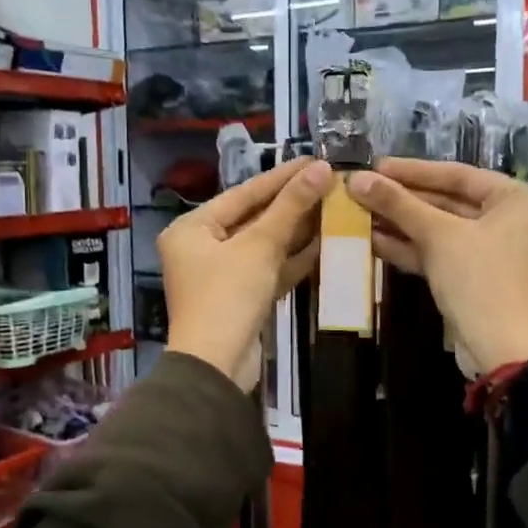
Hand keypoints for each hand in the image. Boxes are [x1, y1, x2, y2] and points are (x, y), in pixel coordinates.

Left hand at [161, 158, 331, 387]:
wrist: (217, 367)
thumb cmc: (228, 296)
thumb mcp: (259, 246)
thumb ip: (291, 207)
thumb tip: (322, 169)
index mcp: (193, 228)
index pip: (244, 193)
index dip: (282, 177)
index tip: (316, 160)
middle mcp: (202, 247)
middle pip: (254, 218)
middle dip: (293, 204)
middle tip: (330, 182)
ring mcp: (222, 275)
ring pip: (264, 245)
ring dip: (297, 230)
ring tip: (334, 207)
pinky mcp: (241, 298)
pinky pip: (269, 269)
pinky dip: (293, 259)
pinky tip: (325, 243)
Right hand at [348, 159, 527, 374]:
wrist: (502, 349)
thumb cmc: (480, 278)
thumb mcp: (439, 235)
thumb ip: (398, 204)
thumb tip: (356, 179)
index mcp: (518, 199)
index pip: (458, 174)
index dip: (413, 171)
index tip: (375, 166)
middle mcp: (511, 221)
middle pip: (448, 202)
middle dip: (403, 200)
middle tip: (362, 190)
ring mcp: (493, 252)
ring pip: (441, 230)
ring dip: (401, 224)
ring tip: (359, 214)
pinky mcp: (475, 278)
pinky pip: (440, 254)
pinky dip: (411, 248)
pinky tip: (373, 241)